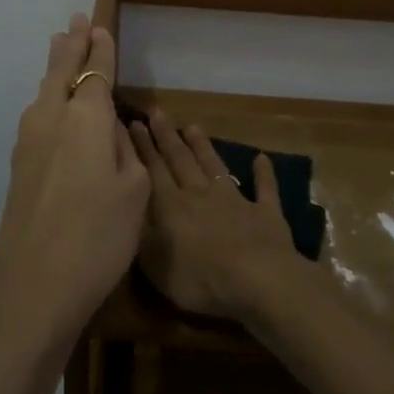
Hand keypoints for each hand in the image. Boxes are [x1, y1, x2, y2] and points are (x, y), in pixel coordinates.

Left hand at [0, 15, 148, 353]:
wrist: (33, 284)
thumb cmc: (98, 236)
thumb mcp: (134, 190)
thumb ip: (122, 148)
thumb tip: (106, 128)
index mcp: (84, 117)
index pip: (95, 71)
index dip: (101, 48)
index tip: (100, 25)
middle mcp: (51, 118)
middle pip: (61, 70)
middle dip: (71, 44)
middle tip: (75, 20)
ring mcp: (28, 141)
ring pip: (44, 91)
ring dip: (55, 66)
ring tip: (60, 45)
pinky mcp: (19, 166)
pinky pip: (38, 114)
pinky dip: (48, 96)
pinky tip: (52, 101)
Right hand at [127, 109, 301, 321]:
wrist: (257, 280)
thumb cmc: (199, 278)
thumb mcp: (154, 264)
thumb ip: (140, 233)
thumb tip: (129, 209)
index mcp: (171, 206)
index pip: (153, 170)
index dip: (142, 147)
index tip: (134, 123)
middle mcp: (200, 194)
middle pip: (180, 160)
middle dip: (167, 136)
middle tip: (157, 113)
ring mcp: (235, 201)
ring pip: (214, 166)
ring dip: (203, 146)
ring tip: (193, 126)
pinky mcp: (265, 213)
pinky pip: (264, 188)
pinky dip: (263, 174)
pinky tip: (262, 158)